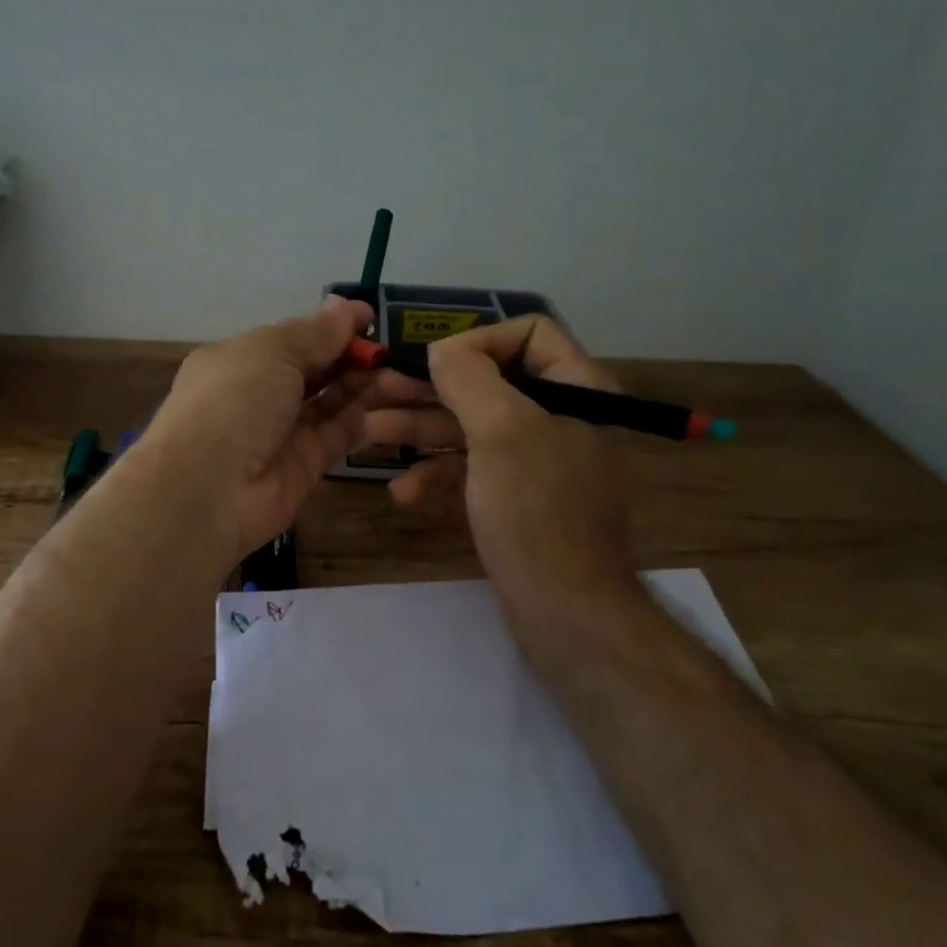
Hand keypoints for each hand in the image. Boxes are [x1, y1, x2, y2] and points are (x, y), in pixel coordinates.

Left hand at [141, 296, 424, 558]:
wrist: (208, 488)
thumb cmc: (234, 400)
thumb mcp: (272, 352)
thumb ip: (315, 333)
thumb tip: (347, 307)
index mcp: (242, 360)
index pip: (294, 339)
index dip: (332, 328)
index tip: (371, 318)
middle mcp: (261, 394)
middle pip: (316, 370)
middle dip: (353, 357)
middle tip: (394, 351)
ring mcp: (283, 432)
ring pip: (332, 402)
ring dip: (365, 386)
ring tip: (403, 374)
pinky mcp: (306, 465)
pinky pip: (340, 435)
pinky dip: (365, 418)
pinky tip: (395, 401)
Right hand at [361, 316, 648, 630]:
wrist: (566, 611)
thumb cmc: (536, 511)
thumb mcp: (502, 431)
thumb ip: (470, 378)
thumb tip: (443, 351)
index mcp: (577, 389)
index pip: (529, 334)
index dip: (479, 341)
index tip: (433, 364)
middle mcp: (561, 417)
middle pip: (490, 382)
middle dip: (431, 389)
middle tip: (379, 392)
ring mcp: (539, 461)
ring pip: (474, 428)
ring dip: (423, 430)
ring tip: (370, 434)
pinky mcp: (519, 498)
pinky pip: (475, 470)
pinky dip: (440, 475)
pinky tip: (403, 493)